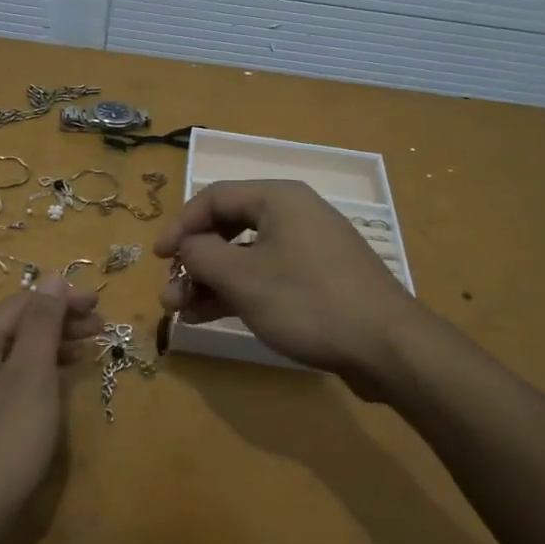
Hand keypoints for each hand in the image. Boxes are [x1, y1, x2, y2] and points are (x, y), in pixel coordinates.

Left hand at [0, 275, 102, 543]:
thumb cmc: (4, 442)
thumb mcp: (31, 376)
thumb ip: (42, 324)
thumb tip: (51, 276)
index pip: (22, 304)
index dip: (62, 299)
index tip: (100, 305)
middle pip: (17, 327)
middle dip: (60, 322)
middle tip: (101, 328)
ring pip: (15, 355)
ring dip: (52, 347)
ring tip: (87, 349)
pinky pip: (10, 381)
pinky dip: (39, 374)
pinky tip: (59, 382)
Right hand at [154, 179, 430, 378]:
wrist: (386, 346)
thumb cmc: (307, 301)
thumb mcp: (242, 278)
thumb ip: (201, 255)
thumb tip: (186, 246)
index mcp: (278, 199)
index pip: (214, 197)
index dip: (180, 225)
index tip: (158, 258)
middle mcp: (294, 215)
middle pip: (228, 228)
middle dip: (194, 261)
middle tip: (169, 294)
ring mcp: (309, 249)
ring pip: (245, 256)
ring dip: (210, 281)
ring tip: (181, 312)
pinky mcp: (319, 280)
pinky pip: (267, 276)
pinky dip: (237, 292)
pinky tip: (209, 316)